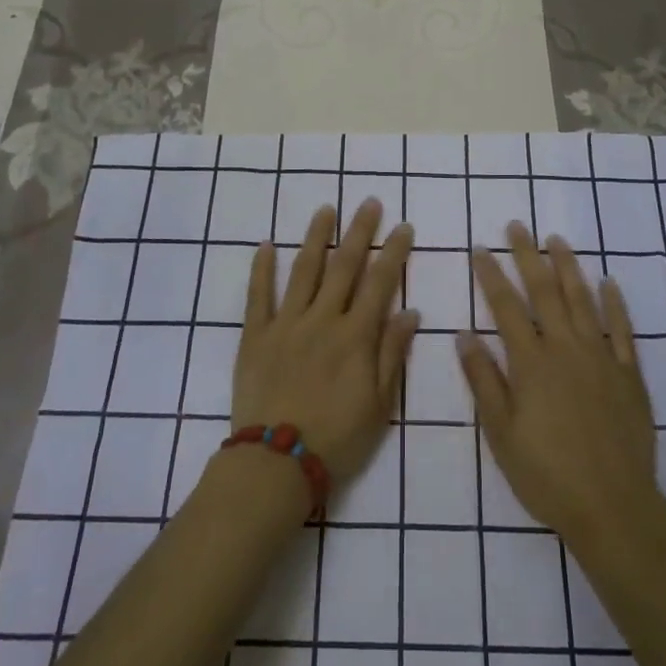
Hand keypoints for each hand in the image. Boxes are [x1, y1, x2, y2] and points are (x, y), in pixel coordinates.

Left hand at [234, 199, 417, 481]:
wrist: (276, 462)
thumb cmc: (336, 438)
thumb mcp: (379, 404)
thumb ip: (392, 354)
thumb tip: (410, 311)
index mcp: (355, 336)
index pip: (380, 283)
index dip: (394, 253)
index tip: (403, 226)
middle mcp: (322, 319)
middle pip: (344, 266)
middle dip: (359, 232)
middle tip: (369, 202)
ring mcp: (286, 323)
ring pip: (303, 270)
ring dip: (315, 237)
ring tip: (325, 209)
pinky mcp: (255, 335)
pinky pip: (258, 295)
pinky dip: (262, 268)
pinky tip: (266, 244)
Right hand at [460, 223, 662, 544]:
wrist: (613, 507)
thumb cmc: (547, 474)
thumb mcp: (501, 433)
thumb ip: (483, 380)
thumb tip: (464, 334)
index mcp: (531, 362)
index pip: (506, 307)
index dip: (491, 275)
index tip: (480, 248)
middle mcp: (566, 348)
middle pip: (545, 292)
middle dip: (528, 256)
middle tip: (518, 226)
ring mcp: (602, 358)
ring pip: (583, 300)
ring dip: (568, 267)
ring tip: (557, 239)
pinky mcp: (630, 374)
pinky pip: (623, 330)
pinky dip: (615, 303)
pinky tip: (608, 282)